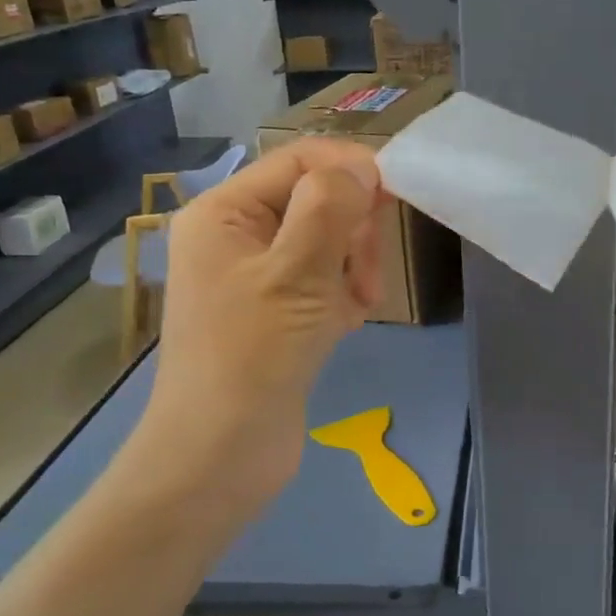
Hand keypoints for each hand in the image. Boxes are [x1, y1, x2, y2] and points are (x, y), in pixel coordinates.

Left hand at [124, 138, 384, 530]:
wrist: (219, 456)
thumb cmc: (252, 356)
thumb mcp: (297, 273)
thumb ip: (331, 207)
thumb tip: (363, 167)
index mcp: (224, 211)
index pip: (299, 160)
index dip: (351, 169)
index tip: (396, 198)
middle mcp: (235, 235)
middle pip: (316, 199)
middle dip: (352, 230)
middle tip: (366, 278)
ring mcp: (255, 275)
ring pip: (326, 241)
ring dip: (352, 266)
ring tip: (358, 308)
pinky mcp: (275, 312)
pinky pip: (321, 280)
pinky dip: (342, 294)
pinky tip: (345, 324)